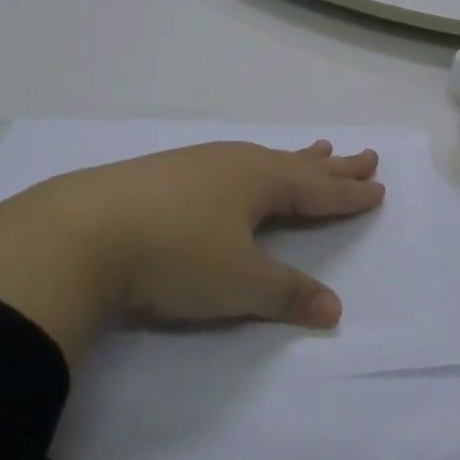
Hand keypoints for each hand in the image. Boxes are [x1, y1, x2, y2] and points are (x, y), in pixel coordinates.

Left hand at [0, 141, 384, 360]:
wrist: (81, 232)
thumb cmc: (174, 255)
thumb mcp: (238, 282)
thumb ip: (287, 293)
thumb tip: (335, 308)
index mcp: (261, 181)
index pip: (318, 190)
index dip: (349, 193)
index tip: (377, 185)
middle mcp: (237, 163)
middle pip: (296, 165)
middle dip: (332, 167)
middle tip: (364, 155)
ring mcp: (199, 164)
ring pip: (262, 159)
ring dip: (294, 160)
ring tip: (315, 150)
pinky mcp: (166, 174)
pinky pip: (232, 164)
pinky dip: (256, 166)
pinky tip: (239, 170)